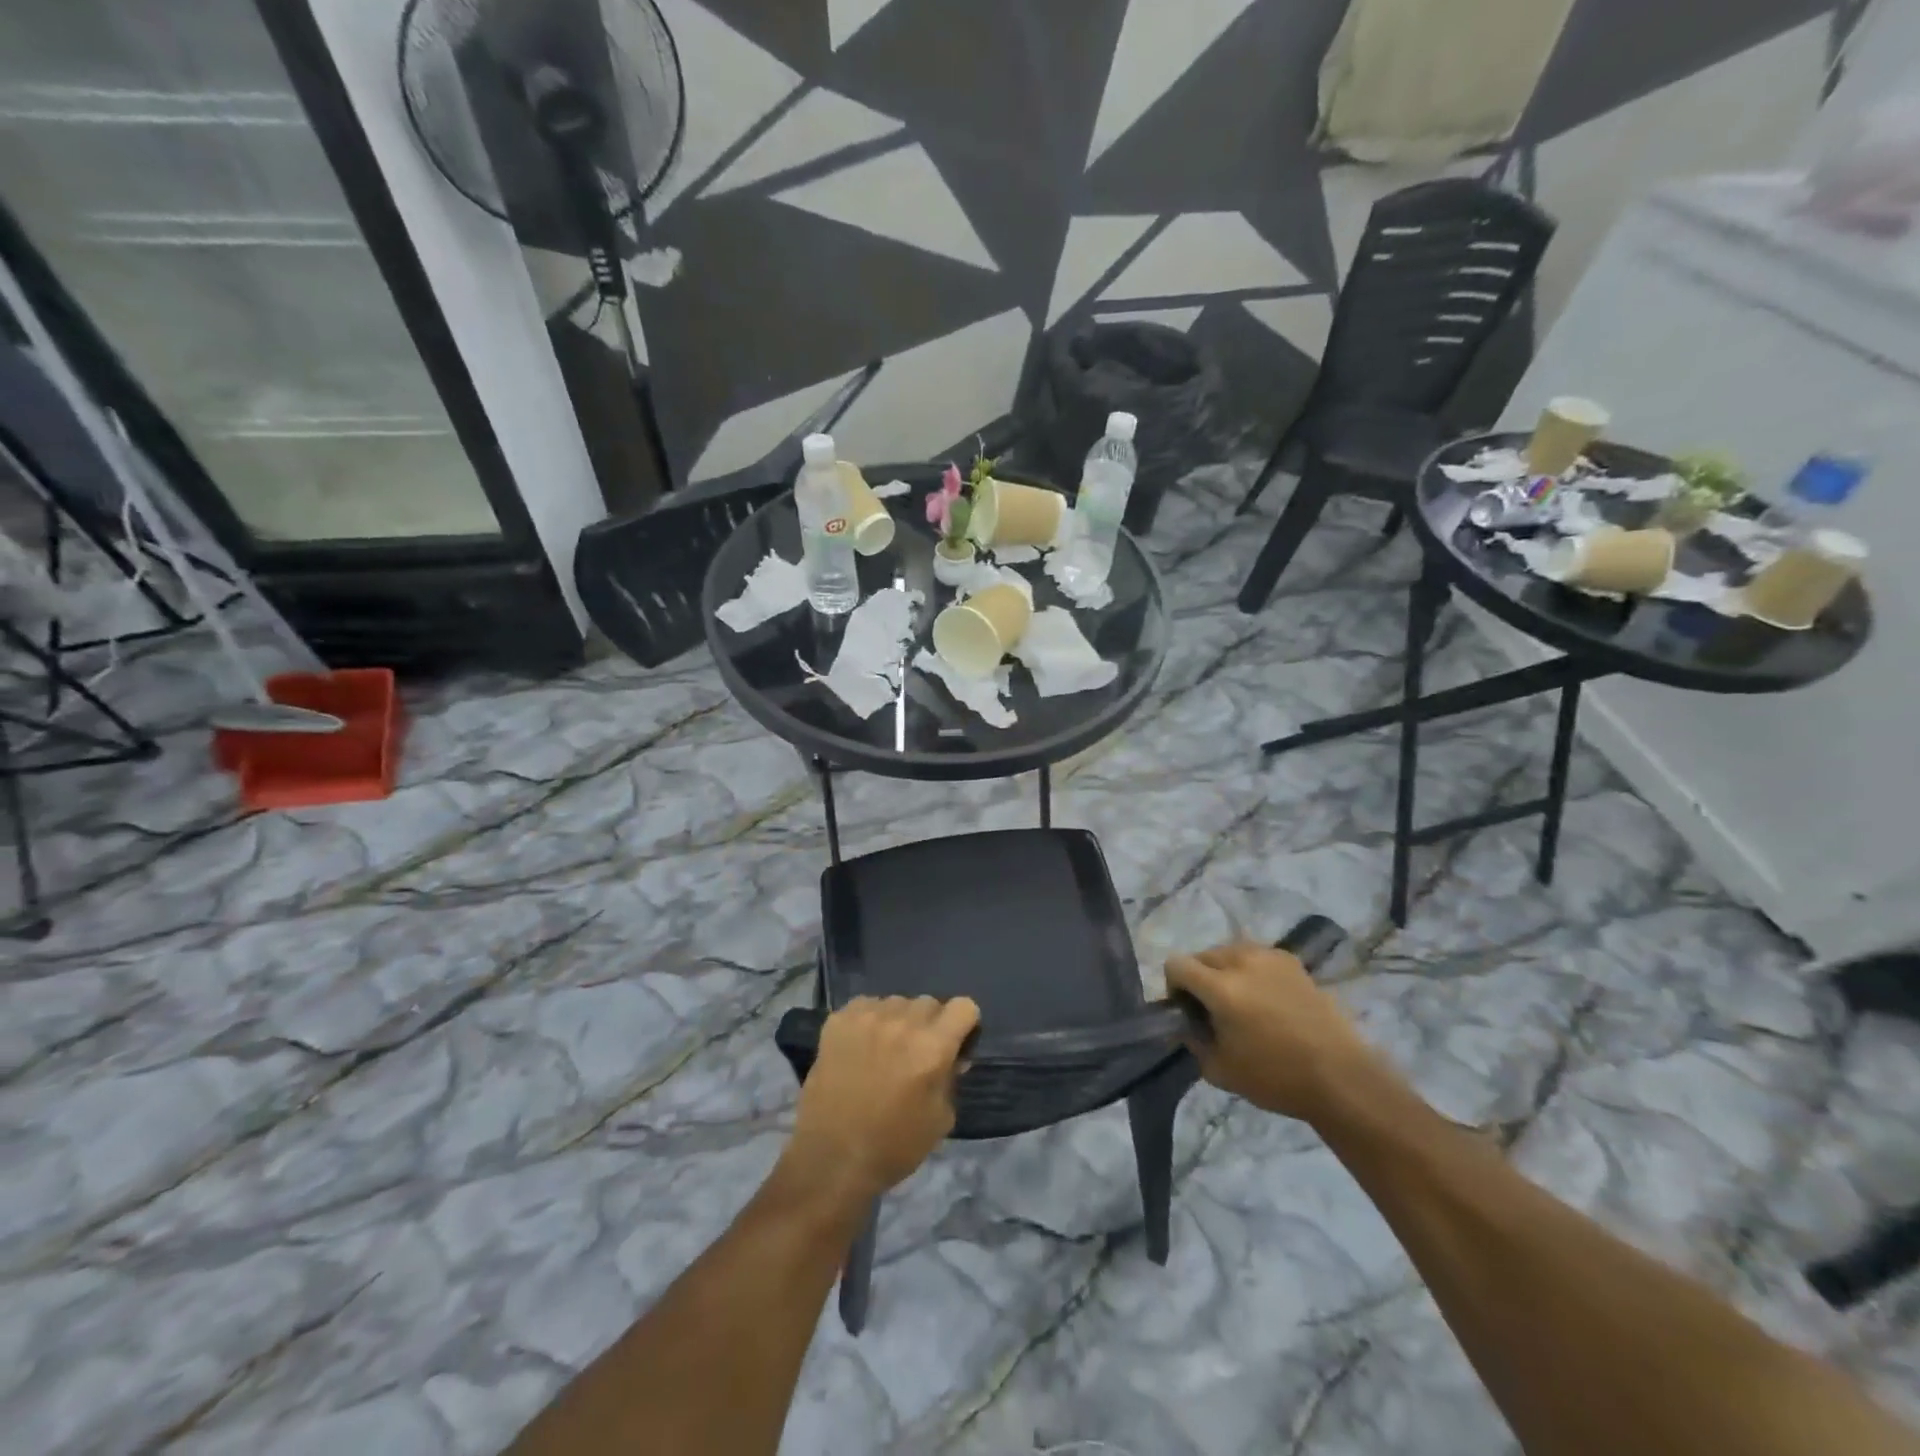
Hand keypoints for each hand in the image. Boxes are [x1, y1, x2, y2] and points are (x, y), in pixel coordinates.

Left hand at [783, 996, 979, 1202]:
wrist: (831, 1159)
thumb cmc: (893, 1147)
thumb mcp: (940, 1119)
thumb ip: (951, 1079)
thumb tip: (952, 1057)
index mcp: (932, 1046)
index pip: (963, 1006)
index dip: (964, 1025)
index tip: (955, 1044)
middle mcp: (902, 1023)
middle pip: (929, 1002)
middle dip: (930, 1024)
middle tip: (917, 1053)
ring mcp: (867, 1017)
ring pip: (896, 1002)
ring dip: (898, 1021)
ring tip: (886, 1049)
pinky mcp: (838, 1020)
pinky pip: (865, 1005)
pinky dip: (869, 1020)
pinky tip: (861, 1046)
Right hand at [1167, 941, 1378, 1121]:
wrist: (1341, 1077)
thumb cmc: (1276, 1078)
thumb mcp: (1220, 1070)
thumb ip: (1193, 1042)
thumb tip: (1184, 1027)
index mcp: (1221, 988)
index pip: (1176, 964)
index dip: (1174, 987)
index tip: (1187, 1011)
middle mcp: (1242, 961)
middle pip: (1202, 955)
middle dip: (1199, 978)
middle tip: (1212, 1009)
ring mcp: (1270, 957)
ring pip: (1230, 951)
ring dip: (1224, 971)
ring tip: (1240, 1001)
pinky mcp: (1292, 962)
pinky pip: (1256, 956)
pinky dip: (1250, 970)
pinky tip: (1266, 999)